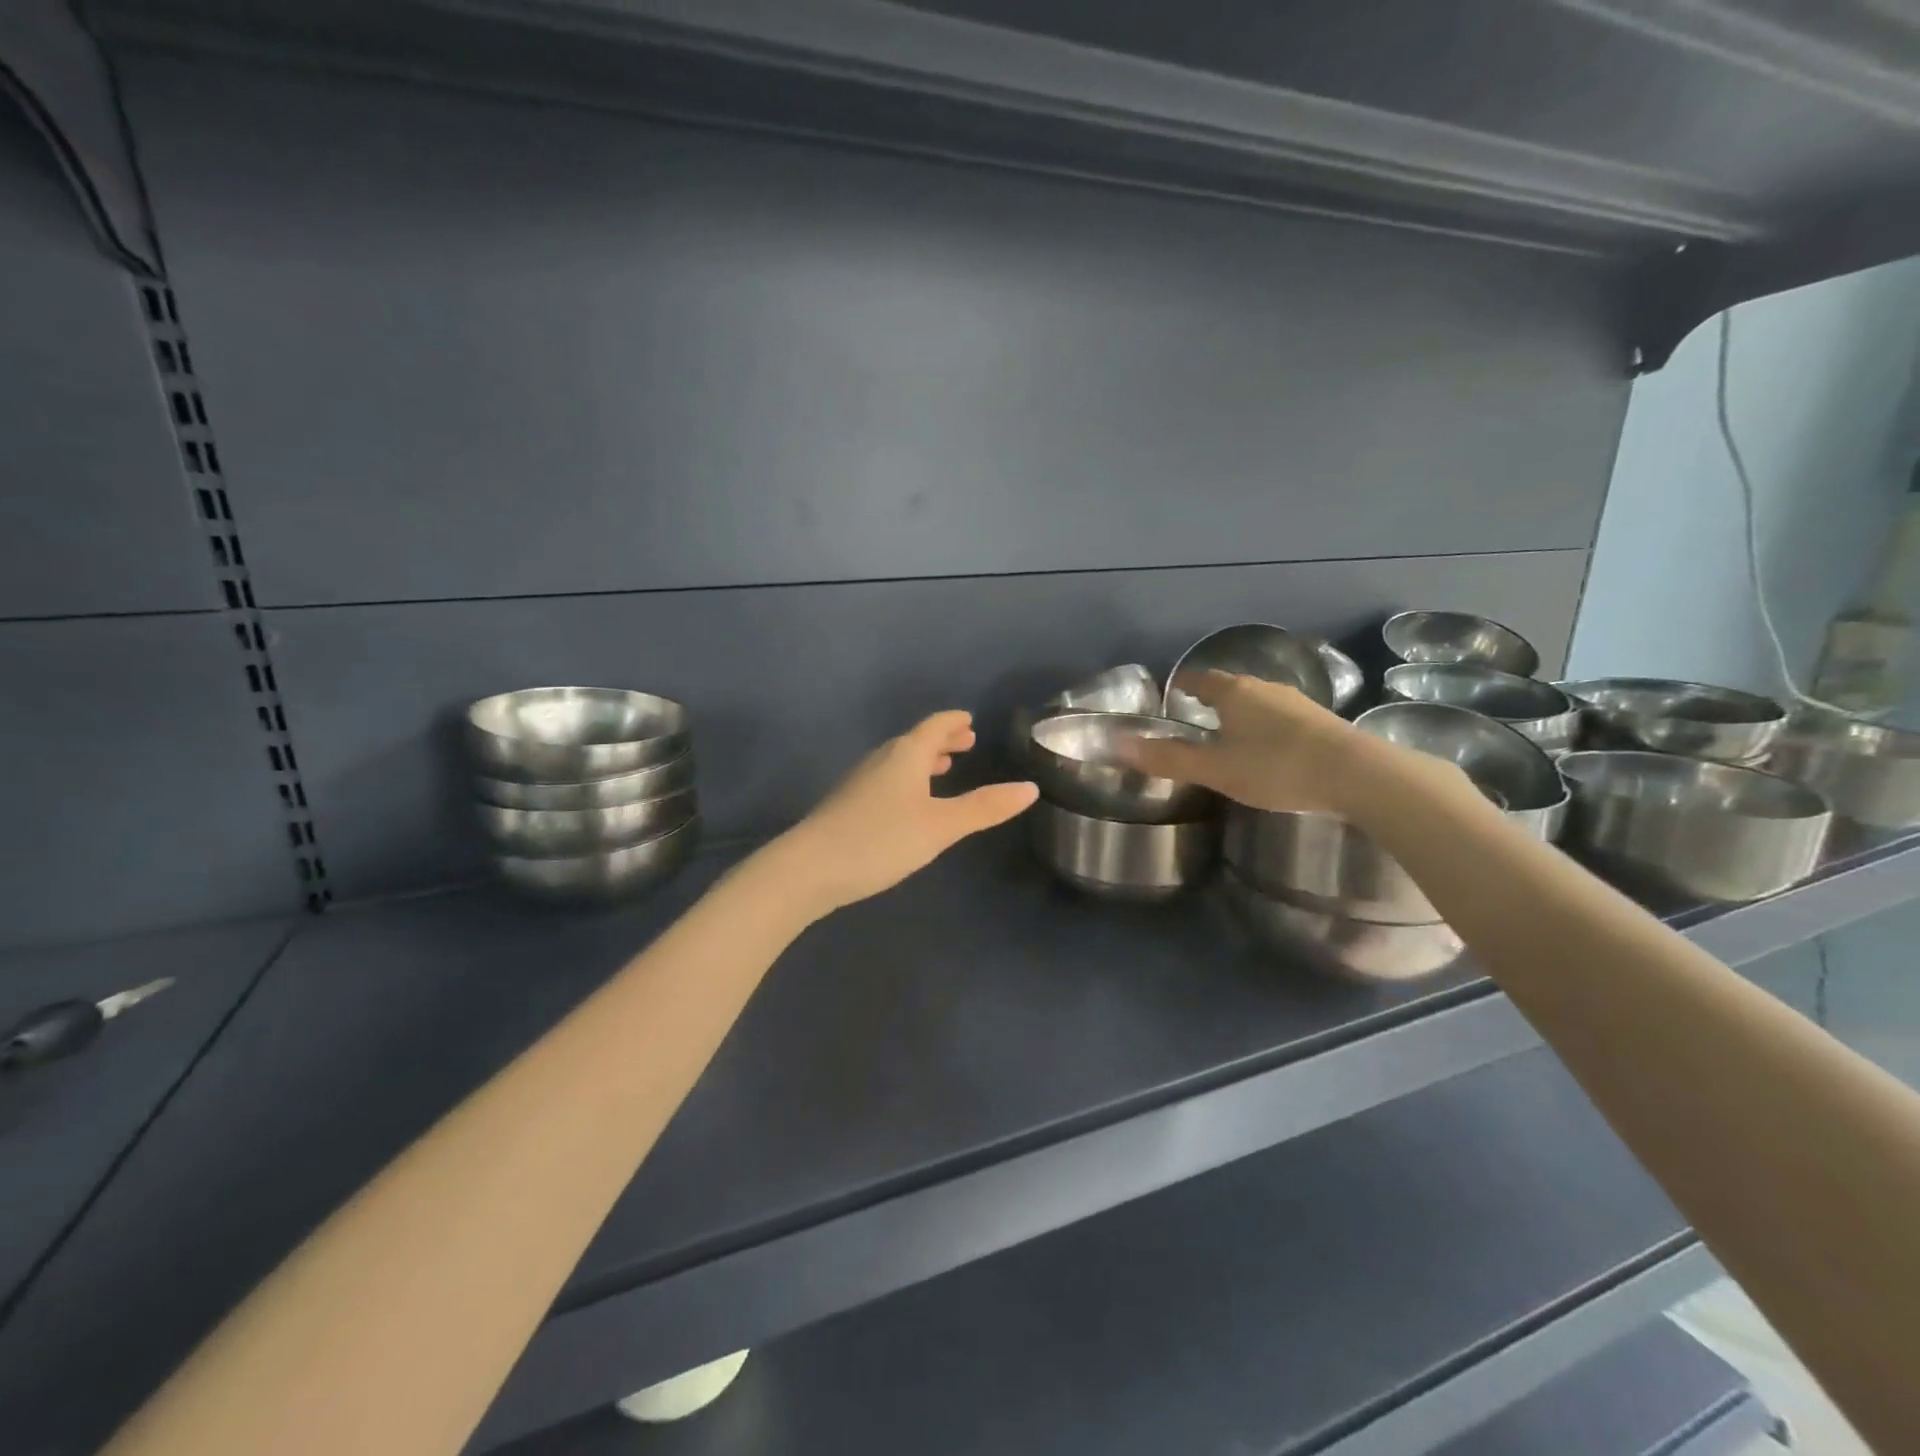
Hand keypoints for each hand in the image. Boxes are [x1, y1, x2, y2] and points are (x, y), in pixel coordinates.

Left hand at [770, 711, 1038, 915]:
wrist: (808, 868)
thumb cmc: (881, 840)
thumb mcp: (941, 826)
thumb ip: (984, 808)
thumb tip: (1029, 788)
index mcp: (906, 755)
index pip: (934, 726)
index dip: (953, 721)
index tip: (969, 719)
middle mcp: (881, 760)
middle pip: (915, 741)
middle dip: (942, 740)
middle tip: (965, 741)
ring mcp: (860, 782)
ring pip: (898, 761)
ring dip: (923, 760)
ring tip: (943, 767)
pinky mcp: (847, 805)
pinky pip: (886, 779)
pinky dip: (907, 779)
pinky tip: (908, 802)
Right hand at [1123, 671, 1370, 813]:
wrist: (1356, 774)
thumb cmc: (1275, 767)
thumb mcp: (1215, 769)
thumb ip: (1169, 759)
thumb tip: (1120, 746)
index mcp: (1234, 693)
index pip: (1200, 679)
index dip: (1184, 685)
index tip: (1172, 693)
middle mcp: (1265, 688)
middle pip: (1231, 687)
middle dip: (1213, 699)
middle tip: (1195, 716)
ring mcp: (1297, 702)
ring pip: (1259, 702)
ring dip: (1242, 713)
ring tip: (1230, 734)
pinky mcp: (1321, 721)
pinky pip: (1281, 717)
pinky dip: (1266, 726)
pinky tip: (1269, 748)